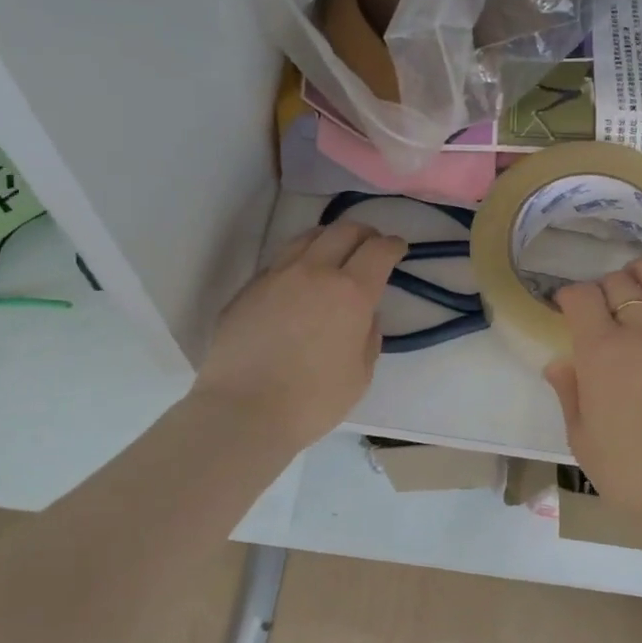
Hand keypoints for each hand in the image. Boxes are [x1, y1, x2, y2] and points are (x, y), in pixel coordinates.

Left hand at [191, 220, 405, 453]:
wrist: (243, 411)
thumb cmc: (313, 401)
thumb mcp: (360, 375)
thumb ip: (369, 337)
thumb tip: (365, 316)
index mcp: (350, 293)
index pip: (378, 251)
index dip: (393, 245)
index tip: (398, 249)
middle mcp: (313, 273)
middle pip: (343, 231)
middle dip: (364, 233)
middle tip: (371, 245)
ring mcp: (275, 277)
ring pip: (306, 238)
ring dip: (328, 238)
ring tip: (334, 252)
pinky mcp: (248, 290)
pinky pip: (279, 262)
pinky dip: (299, 262)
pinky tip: (299, 282)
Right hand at [543, 259, 641, 518]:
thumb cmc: (628, 473)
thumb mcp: (581, 438)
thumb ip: (570, 393)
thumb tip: (560, 363)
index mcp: (602, 352)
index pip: (582, 298)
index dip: (570, 295)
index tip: (566, 305)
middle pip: (623, 285)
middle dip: (606, 284)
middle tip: (601, 300)